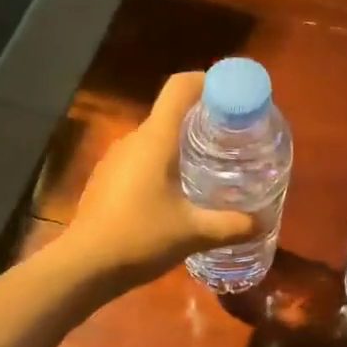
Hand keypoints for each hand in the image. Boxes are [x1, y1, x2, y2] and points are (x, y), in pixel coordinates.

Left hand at [64, 73, 256, 286]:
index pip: (180, 87)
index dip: (208, 82)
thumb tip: (261, 222)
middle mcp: (134, 139)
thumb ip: (230, 225)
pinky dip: (164, 163)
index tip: (233, 97)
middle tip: (233, 139)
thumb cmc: (140, 238)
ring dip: (183, 144)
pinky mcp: (107, 177)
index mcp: (155, 139)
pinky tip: (177, 191)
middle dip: (204, 119)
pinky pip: (142, 157)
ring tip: (211, 166)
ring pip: (156, 137)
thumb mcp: (193, 233)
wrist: (84, 264)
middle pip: (172, 112)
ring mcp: (116, 158)